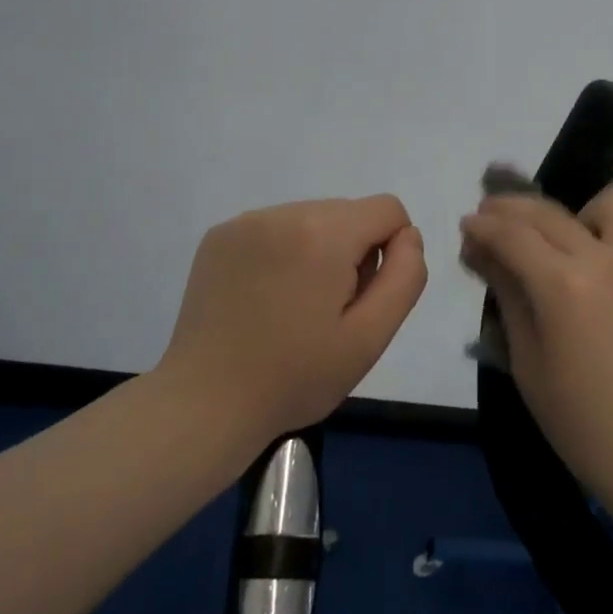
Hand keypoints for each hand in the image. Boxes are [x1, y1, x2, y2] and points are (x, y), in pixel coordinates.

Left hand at [157, 195, 427, 451]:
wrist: (205, 404)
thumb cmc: (295, 378)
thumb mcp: (370, 337)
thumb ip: (405, 276)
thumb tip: (407, 236)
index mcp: (324, 233)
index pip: (388, 210)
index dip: (391, 252)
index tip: (362, 297)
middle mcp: (284, 212)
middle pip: (349, 213)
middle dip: (352, 253)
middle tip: (327, 311)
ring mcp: (246, 221)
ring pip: (312, 218)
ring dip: (317, 252)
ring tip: (293, 307)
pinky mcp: (220, 235)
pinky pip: (275, 227)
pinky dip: (283, 253)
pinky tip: (264, 298)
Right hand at [459, 184, 612, 510]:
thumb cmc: (584, 425)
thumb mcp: (528, 364)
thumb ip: (507, 296)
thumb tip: (483, 253)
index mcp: (565, 285)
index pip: (512, 234)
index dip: (483, 225)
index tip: (468, 224)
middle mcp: (608, 261)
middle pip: (550, 212)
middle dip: (512, 208)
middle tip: (493, 217)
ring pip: (611, 206)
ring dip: (577, 213)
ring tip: (564, 240)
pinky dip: (611, 251)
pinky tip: (605, 287)